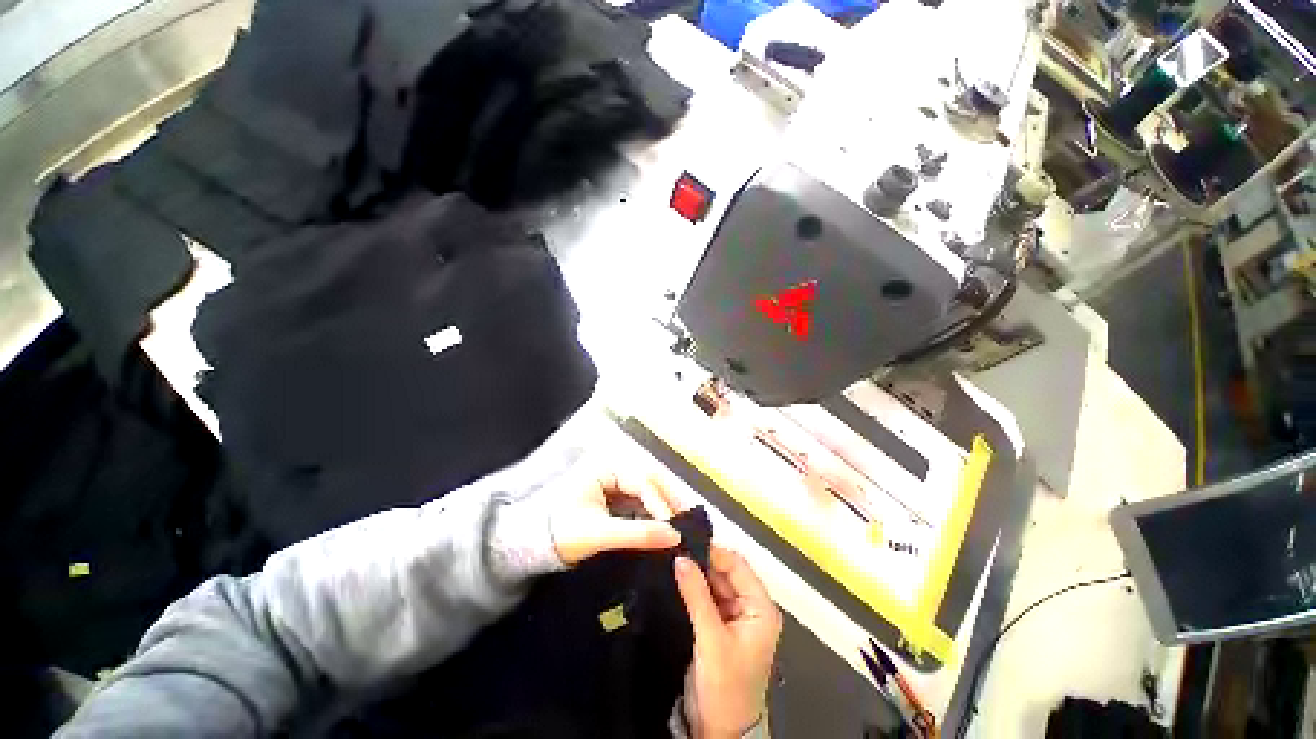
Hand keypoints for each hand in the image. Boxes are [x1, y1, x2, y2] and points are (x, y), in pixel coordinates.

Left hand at [548, 467, 681, 565]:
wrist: (536, 543)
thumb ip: (637, 534)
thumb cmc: (562, 532)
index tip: (676, 527)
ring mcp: (618, 479)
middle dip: (669, 501)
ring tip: (684, 525)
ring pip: (649, 489)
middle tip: (689, 522)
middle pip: (650, 480)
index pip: (642, 480)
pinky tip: (668, 525)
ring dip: (665, 507)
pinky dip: (655, 513)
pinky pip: (643, 500)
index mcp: (606, 466)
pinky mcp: (619, 494)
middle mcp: (615, 466)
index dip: (661, 503)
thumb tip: (674, 536)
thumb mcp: (599, 534)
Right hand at [675, 546, 781, 738]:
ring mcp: (734, 616)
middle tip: (674, 551)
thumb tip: (681, 558)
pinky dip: (693, 590)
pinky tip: (676, 580)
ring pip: (714, 583)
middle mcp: (751, 606)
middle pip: (725, 573)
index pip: (738, 566)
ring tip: (672, 561)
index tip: (686, 544)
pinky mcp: (719, 625)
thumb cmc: (725, 687)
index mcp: (761, 607)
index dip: (714, 553)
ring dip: (696, 575)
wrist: (719, 731)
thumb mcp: (711, 639)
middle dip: (702, 563)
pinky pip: (706, 597)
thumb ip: (696, 595)